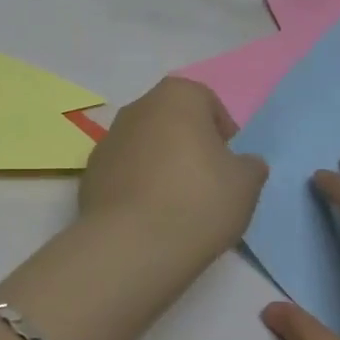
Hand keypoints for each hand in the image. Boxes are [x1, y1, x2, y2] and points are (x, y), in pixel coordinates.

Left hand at [78, 78, 267, 268]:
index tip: (230, 163)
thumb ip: (249, 165)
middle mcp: (137, 107)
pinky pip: (124, 172)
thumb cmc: (198, 200)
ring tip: (178, 204)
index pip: (207, 102)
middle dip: (189, 144)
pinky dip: (137, 185)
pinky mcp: (91, 172)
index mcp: (176, 96)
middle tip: (207, 182)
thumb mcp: (246, 184)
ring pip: (145, 145)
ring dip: (161, 164)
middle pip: (172, 120)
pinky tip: (150, 216)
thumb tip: (243, 163)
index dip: (222, 131)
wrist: (132, 244)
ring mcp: (108, 139)